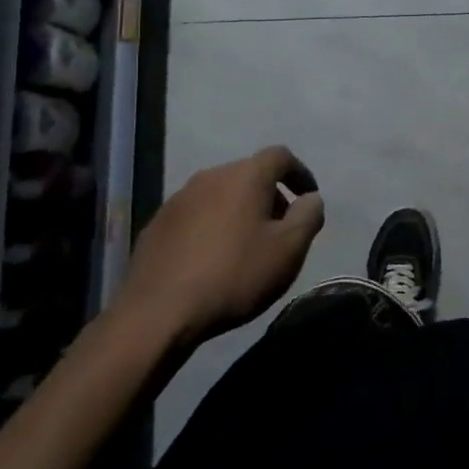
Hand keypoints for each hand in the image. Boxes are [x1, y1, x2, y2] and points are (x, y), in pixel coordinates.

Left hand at [113, 145, 325, 348]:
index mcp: (245, 176)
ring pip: (221, 194)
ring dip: (239, 211)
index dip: (300, 173)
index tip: (308, 197)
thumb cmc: (235, 275)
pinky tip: (213, 259)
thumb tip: (311, 199)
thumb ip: (308, 216)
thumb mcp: (288, 249)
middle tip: (281, 229)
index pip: (280, 156)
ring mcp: (179, 199)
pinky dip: (212, 226)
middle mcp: (210, 176)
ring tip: (247, 245)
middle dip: (270, 196)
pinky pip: (196, 215)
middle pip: (249, 174)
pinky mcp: (157, 224)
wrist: (159, 312)